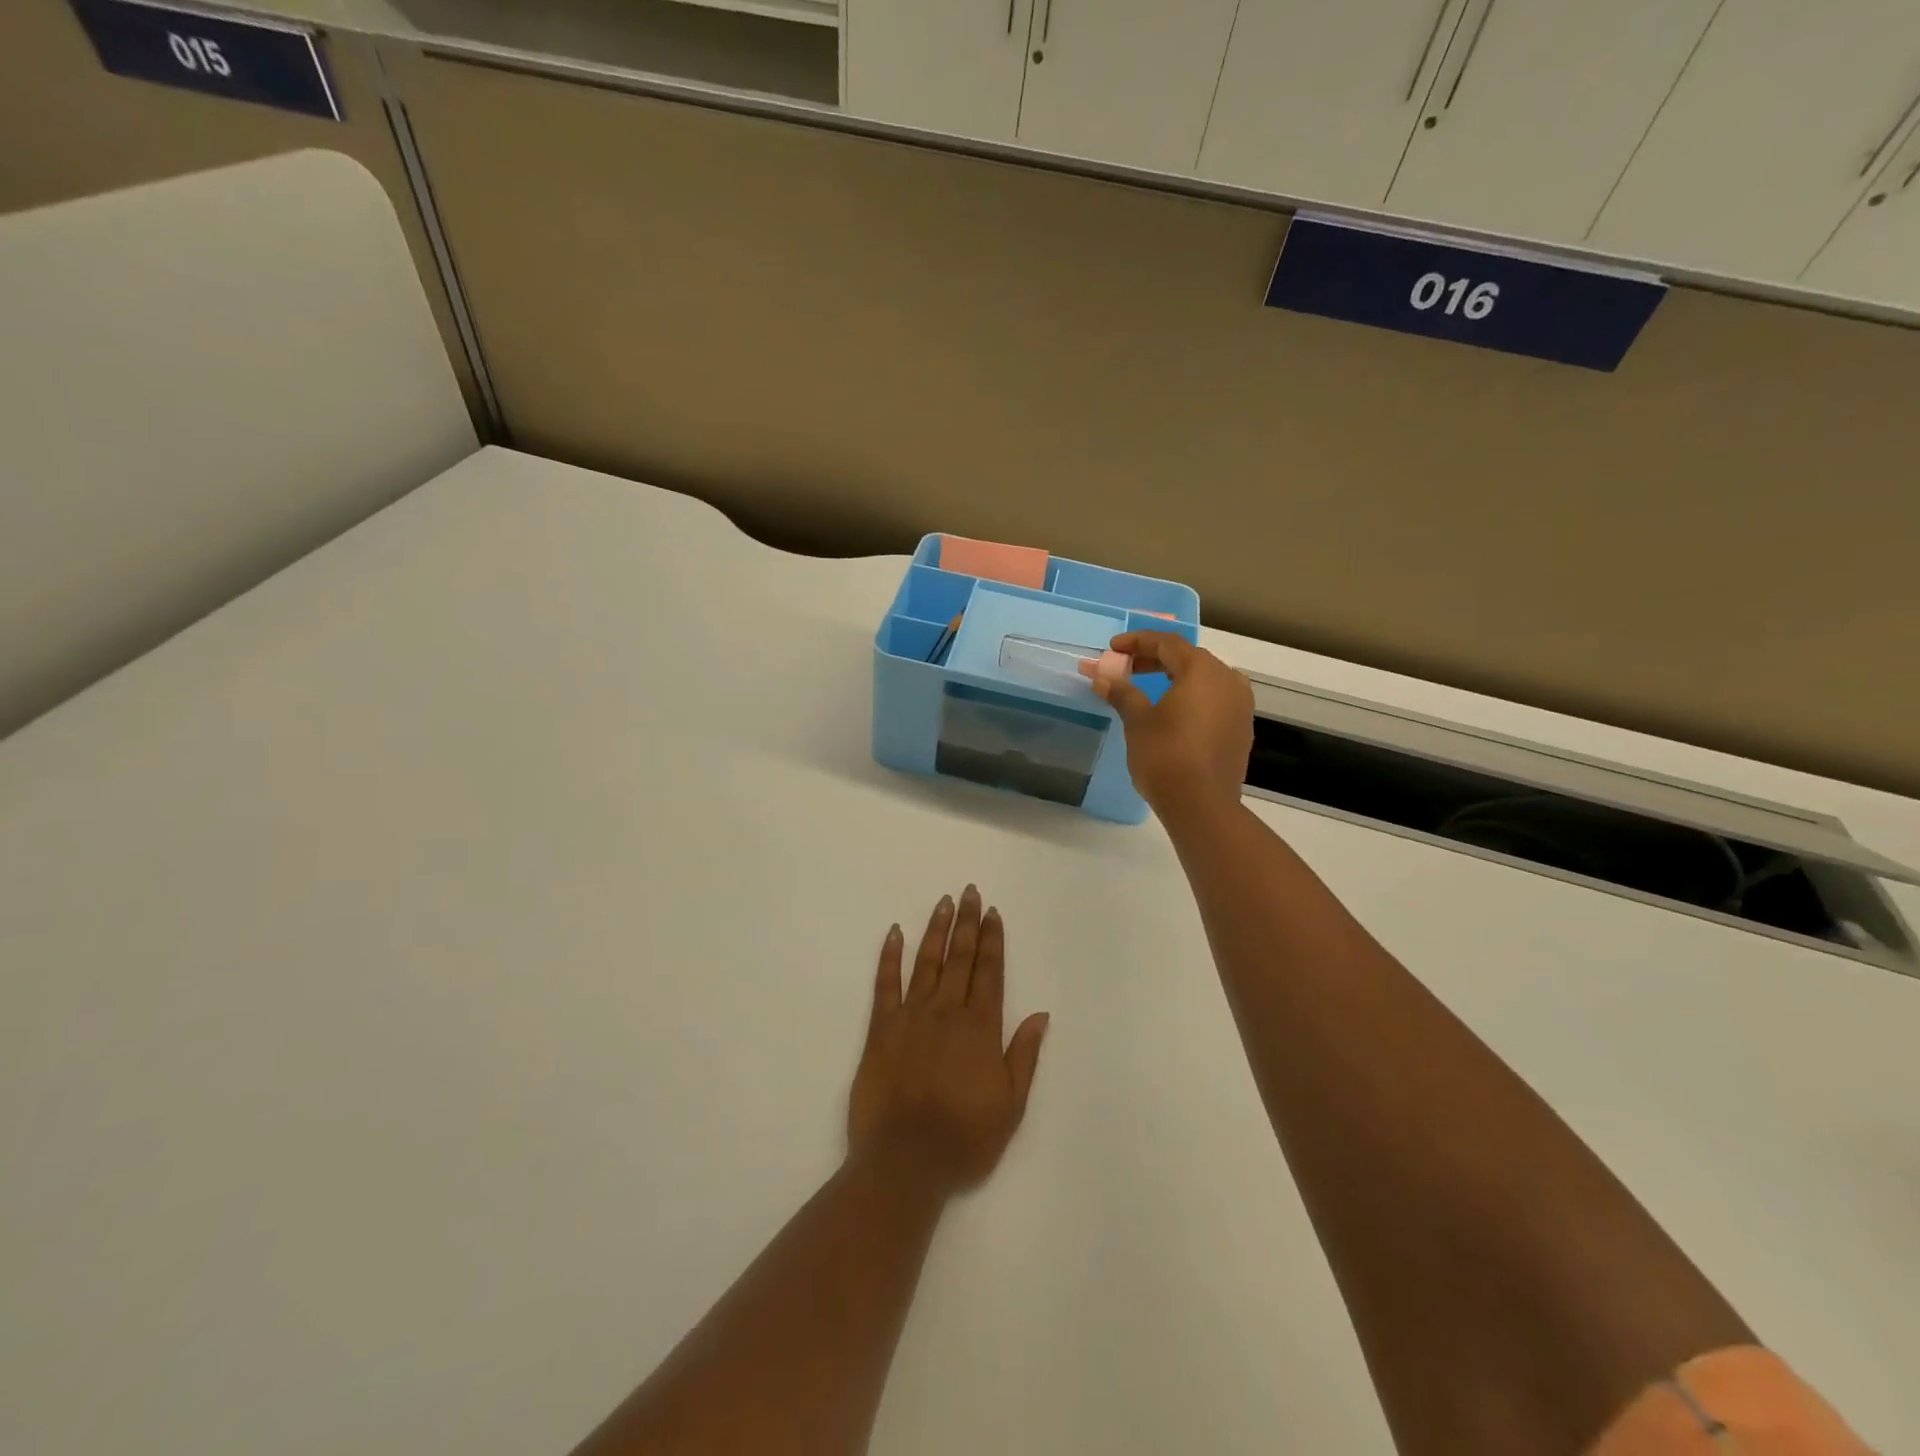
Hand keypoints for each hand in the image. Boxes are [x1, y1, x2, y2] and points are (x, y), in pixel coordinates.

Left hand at [848, 887, 1048, 1194]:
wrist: (905, 1161)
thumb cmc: (964, 1138)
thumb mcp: (1010, 1105)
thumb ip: (1024, 1055)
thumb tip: (1041, 1014)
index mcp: (981, 1028)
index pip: (989, 972)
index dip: (992, 939)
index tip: (992, 912)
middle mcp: (948, 1012)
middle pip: (960, 957)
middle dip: (967, 922)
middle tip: (969, 892)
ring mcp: (912, 1016)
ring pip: (927, 962)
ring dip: (936, 929)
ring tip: (943, 902)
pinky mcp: (881, 1028)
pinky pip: (885, 984)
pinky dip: (890, 956)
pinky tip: (895, 933)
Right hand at [1093, 630, 1253, 821]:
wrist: (1202, 805)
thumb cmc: (1165, 756)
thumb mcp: (1137, 721)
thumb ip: (1122, 693)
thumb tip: (1103, 677)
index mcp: (1202, 670)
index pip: (1167, 643)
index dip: (1137, 642)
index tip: (1113, 648)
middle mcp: (1228, 680)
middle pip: (1188, 658)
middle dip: (1154, 659)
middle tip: (1125, 668)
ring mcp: (1240, 705)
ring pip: (1204, 679)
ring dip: (1174, 678)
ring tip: (1146, 688)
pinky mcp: (1241, 729)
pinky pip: (1214, 700)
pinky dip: (1190, 697)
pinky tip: (1172, 712)